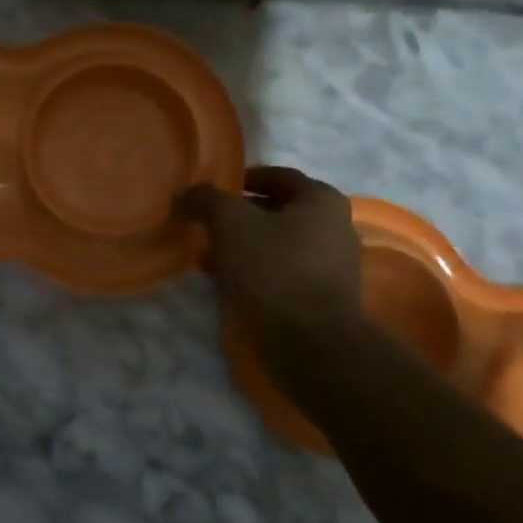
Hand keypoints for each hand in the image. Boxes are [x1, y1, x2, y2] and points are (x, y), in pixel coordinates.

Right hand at [175, 166, 366, 367]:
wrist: (312, 346)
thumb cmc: (275, 271)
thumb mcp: (231, 224)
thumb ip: (206, 200)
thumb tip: (185, 194)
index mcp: (322, 200)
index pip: (278, 176)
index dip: (242, 179)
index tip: (213, 193)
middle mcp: (336, 228)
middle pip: (279, 212)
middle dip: (241, 217)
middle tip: (207, 225)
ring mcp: (334, 267)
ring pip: (280, 245)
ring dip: (246, 247)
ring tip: (211, 257)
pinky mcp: (324, 300)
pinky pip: (284, 274)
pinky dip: (257, 273)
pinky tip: (230, 285)